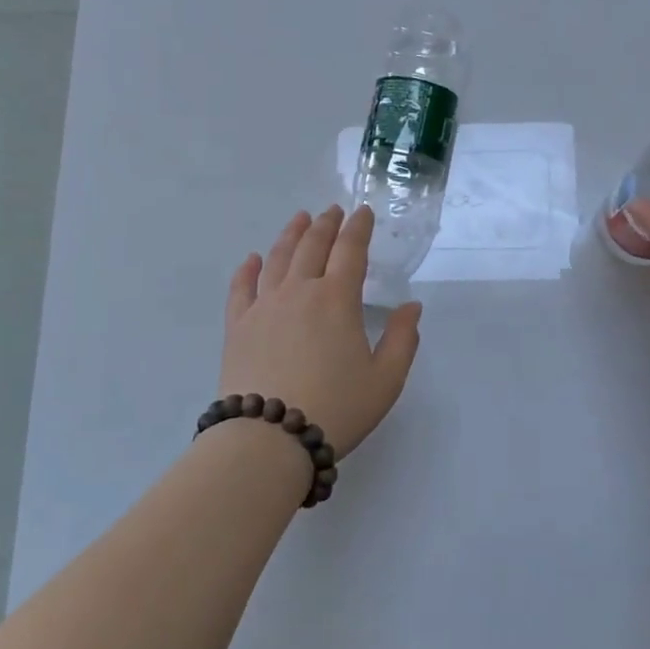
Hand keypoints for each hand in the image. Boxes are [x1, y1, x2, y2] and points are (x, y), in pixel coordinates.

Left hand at [218, 206, 422, 455]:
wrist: (269, 438)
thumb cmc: (336, 408)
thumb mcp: (386, 380)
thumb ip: (402, 339)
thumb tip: (411, 306)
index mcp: (338, 299)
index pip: (350, 251)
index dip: (359, 228)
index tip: (363, 212)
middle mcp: (299, 291)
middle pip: (312, 246)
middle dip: (326, 225)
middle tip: (332, 210)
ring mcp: (264, 306)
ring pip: (277, 258)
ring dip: (291, 235)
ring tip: (299, 219)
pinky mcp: (238, 326)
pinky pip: (241, 287)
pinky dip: (247, 269)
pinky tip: (251, 259)